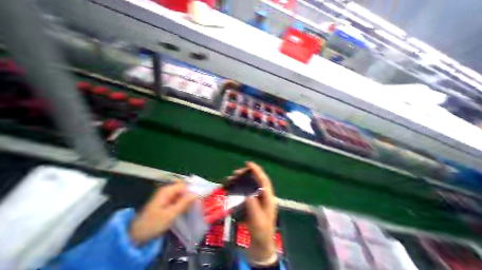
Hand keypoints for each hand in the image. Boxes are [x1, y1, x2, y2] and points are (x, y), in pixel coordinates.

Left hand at [130, 182, 194, 244]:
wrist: (136, 235)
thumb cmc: (153, 223)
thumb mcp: (170, 214)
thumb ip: (184, 202)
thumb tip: (196, 194)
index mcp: (167, 190)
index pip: (184, 185)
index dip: (191, 190)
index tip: (198, 198)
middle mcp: (167, 190)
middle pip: (183, 188)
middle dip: (190, 194)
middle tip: (195, 202)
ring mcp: (166, 195)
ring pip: (181, 192)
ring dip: (187, 198)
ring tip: (191, 206)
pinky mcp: (166, 200)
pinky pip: (177, 197)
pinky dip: (182, 201)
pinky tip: (185, 207)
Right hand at [232, 161, 276, 263]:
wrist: (260, 245)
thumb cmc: (261, 233)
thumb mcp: (258, 221)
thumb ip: (253, 207)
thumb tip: (247, 192)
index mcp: (268, 198)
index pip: (264, 181)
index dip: (257, 170)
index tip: (248, 164)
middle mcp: (264, 195)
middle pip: (256, 180)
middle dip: (247, 174)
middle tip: (235, 173)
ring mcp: (258, 199)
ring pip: (251, 184)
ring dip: (242, 180)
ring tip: (232, 178)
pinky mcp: (252, 202)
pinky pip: (246, 191)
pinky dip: (240, 187)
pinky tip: (233, 187)